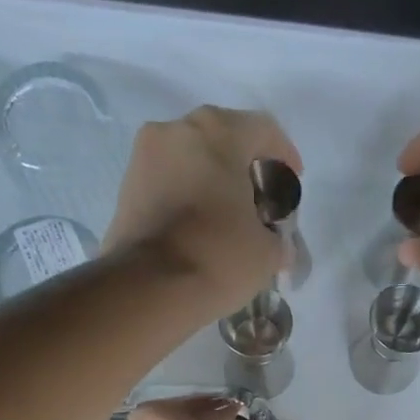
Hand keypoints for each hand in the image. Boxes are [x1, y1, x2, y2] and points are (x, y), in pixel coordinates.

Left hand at [104, 106, 299, 319]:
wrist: (147, 289)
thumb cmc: (218, 256)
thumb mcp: (268, 251)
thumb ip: (278, 237)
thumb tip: (276, 244)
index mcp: (217, 132)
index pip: (263, 130)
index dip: (284, 155)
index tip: (292, 183)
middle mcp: (176, 130)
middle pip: (223, 138)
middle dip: (246, 166)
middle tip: (262, 200)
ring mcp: (144, 155)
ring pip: (193, 157)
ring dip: (215, 179)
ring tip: (231, 216)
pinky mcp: (127, 185)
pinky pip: (170, 179)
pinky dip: (189, 194)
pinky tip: (203, 225)